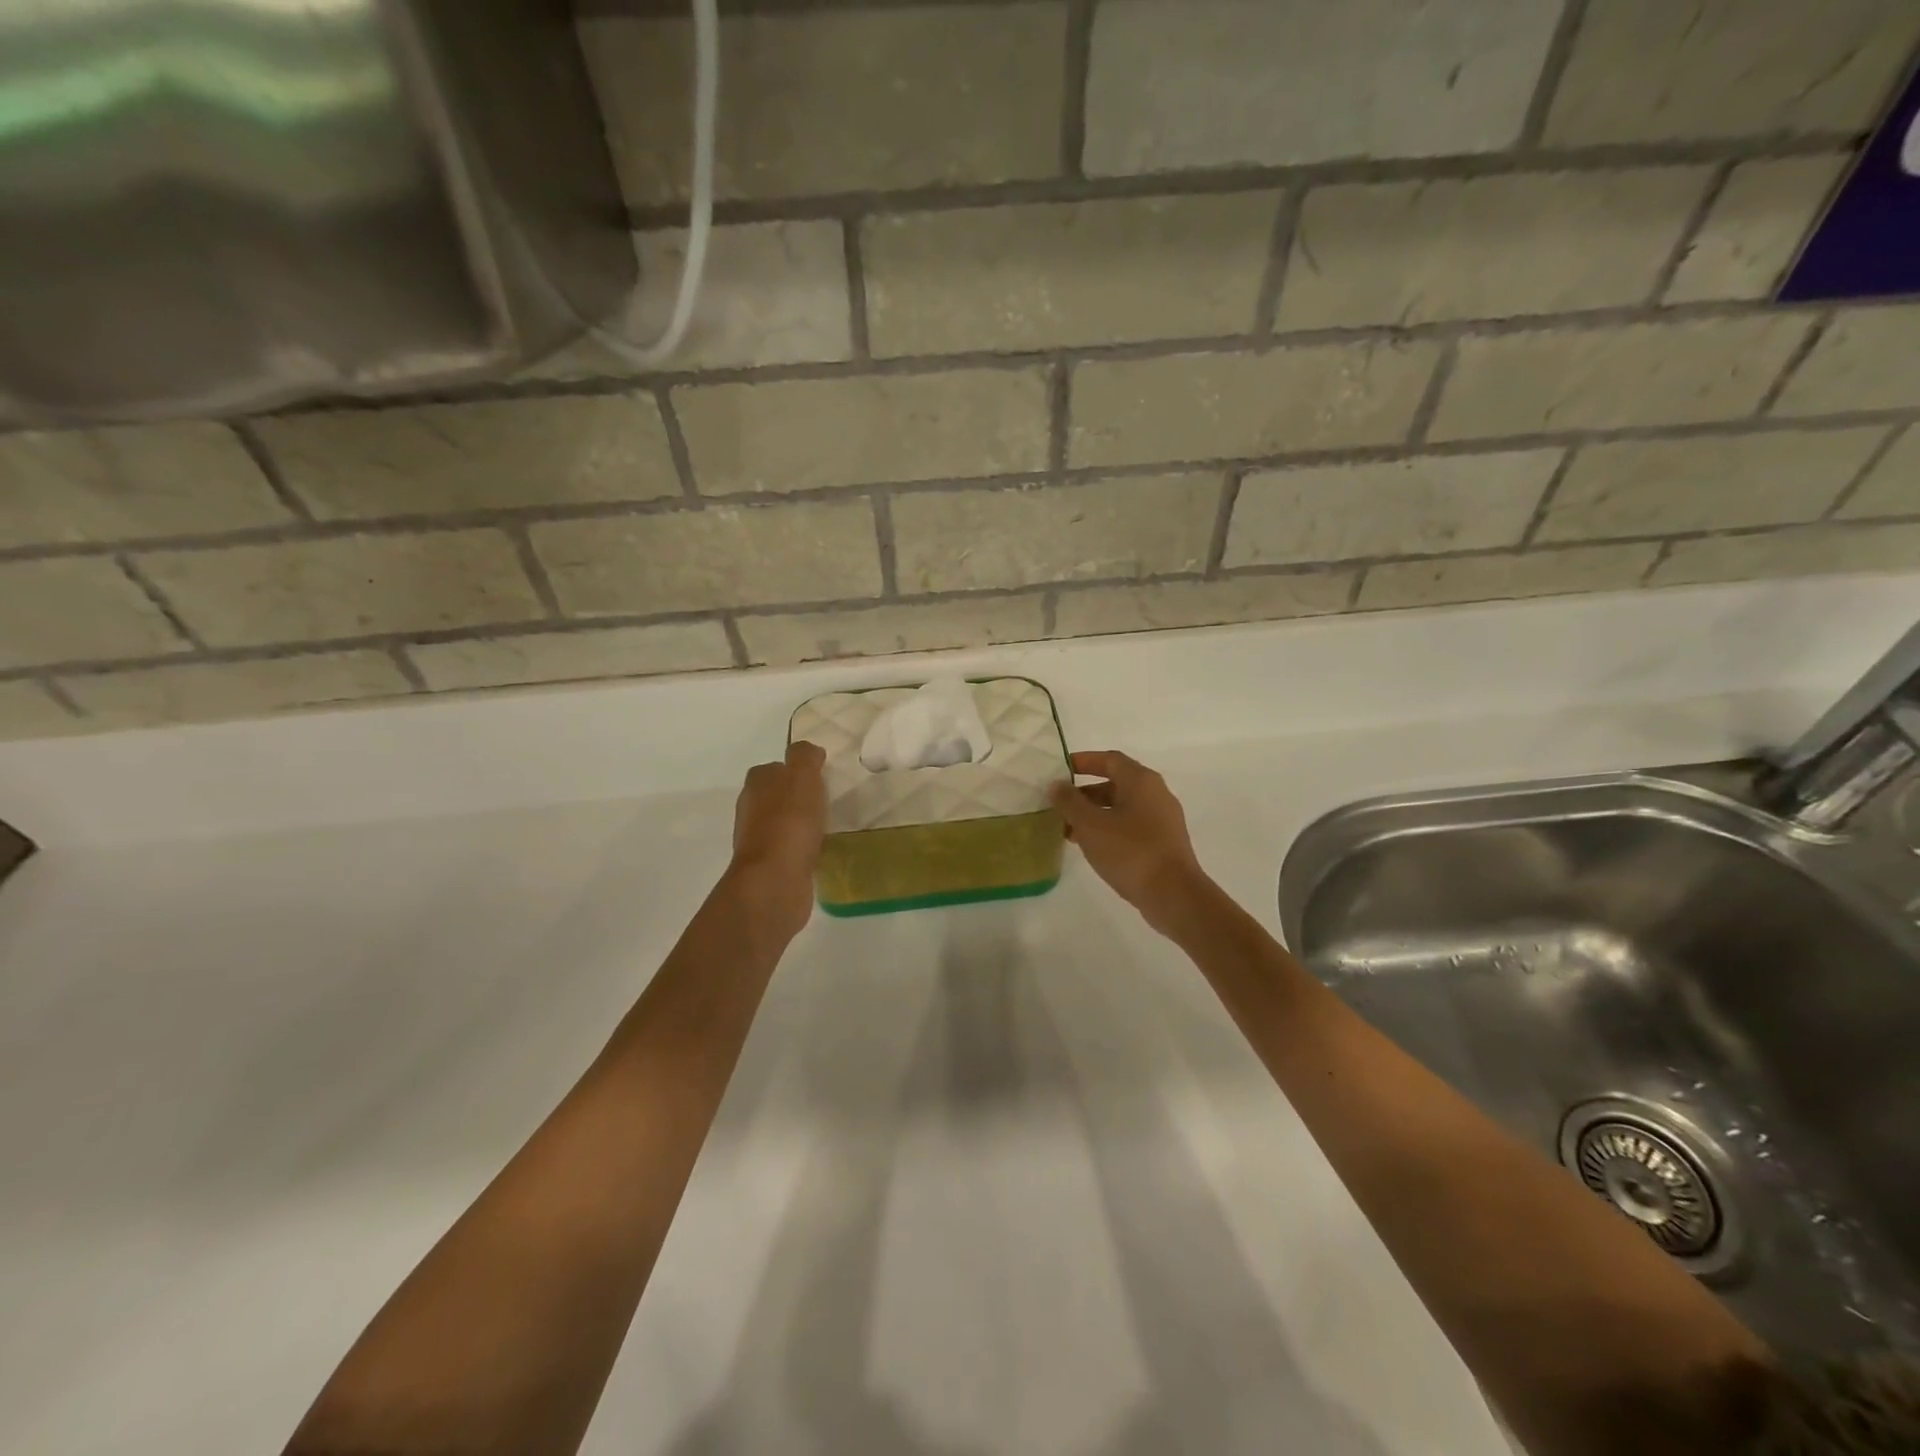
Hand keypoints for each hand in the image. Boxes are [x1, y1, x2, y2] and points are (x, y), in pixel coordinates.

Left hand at [728, 741, 827, 936]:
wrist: (775, 879)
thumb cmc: (789, 822)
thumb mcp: (802, 776)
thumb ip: (805, 757)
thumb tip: (809, 752)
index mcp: (756, 783)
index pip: (775, 767)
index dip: (795, 769)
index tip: (820, 775)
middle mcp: (751, 809)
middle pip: (776, 795)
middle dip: (797, 796)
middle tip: (827, 799)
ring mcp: (758, 840)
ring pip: (782, 822)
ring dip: (800, 822)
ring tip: (827, 824)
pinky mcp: (770, 866)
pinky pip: (790, 848)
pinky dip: (803, 846)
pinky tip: (820, 849)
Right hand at [1050, 750, 1211, 936]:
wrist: (1173, 894)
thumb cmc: (1130, 851)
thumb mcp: (1090, 824)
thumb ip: (1070, 802)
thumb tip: (1057, 784)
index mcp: (1141, 781)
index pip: (1110, 759)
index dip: (1084, 761)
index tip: (1060, 771)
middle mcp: (1156, 793)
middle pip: (1115, 784)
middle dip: (1085, 794)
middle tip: (1059, 807)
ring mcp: (1163, 819)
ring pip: (1122, 808)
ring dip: (1094, 815)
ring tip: (1068, 831)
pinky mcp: (1164, 842)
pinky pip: (1131, 826)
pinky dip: (1109, 830)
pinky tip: (1091, 848)